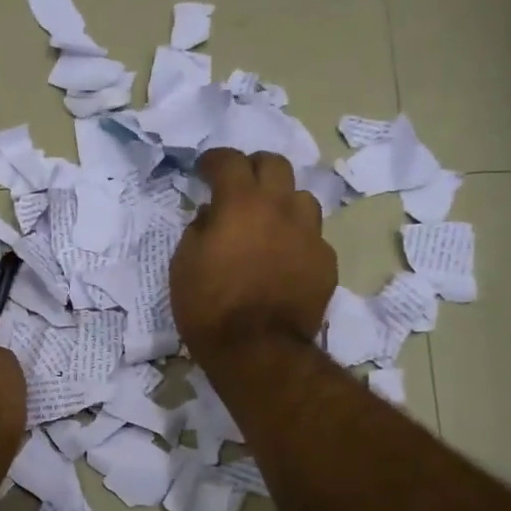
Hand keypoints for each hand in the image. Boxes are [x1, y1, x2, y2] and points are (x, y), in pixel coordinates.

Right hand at [171, 148, 336, 358]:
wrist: (257, 350)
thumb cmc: (208, 306)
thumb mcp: (184, 264)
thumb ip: (199, 229)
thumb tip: (212, 215)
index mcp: (241, 203)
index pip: (229, 160)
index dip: (213, 160)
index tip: (204, 169)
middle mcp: (280, 208)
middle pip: (275, 164)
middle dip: (254, 167)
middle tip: (240, 184)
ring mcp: (309, 234)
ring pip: (301, 198)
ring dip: (282, 202)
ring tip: (268, 221)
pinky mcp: (326, 262)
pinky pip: (312, 237)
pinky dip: (296, 238)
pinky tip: (284, 257)